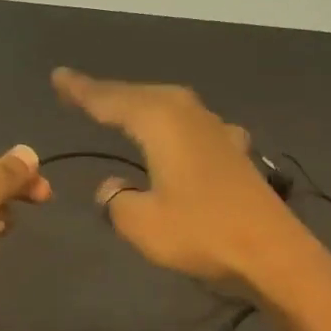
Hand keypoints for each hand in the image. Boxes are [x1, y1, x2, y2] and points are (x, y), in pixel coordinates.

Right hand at [51, 68, 317, 291]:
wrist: (272, 253)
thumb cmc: (201, 233)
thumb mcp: (141, 223)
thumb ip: (116, 200)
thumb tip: (114, 186)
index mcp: (161, 122)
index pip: (110, 99)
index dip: (82, 90)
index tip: (58, 77)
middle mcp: (188, 115)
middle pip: (141, 95)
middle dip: (109, 93)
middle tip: (78, 91)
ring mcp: (216, 130)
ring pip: (168, 106)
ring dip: (140, 106)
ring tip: (119, 109)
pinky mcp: (233, 151)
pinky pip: (189, 125)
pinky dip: (170, 125)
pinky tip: (177, 136)